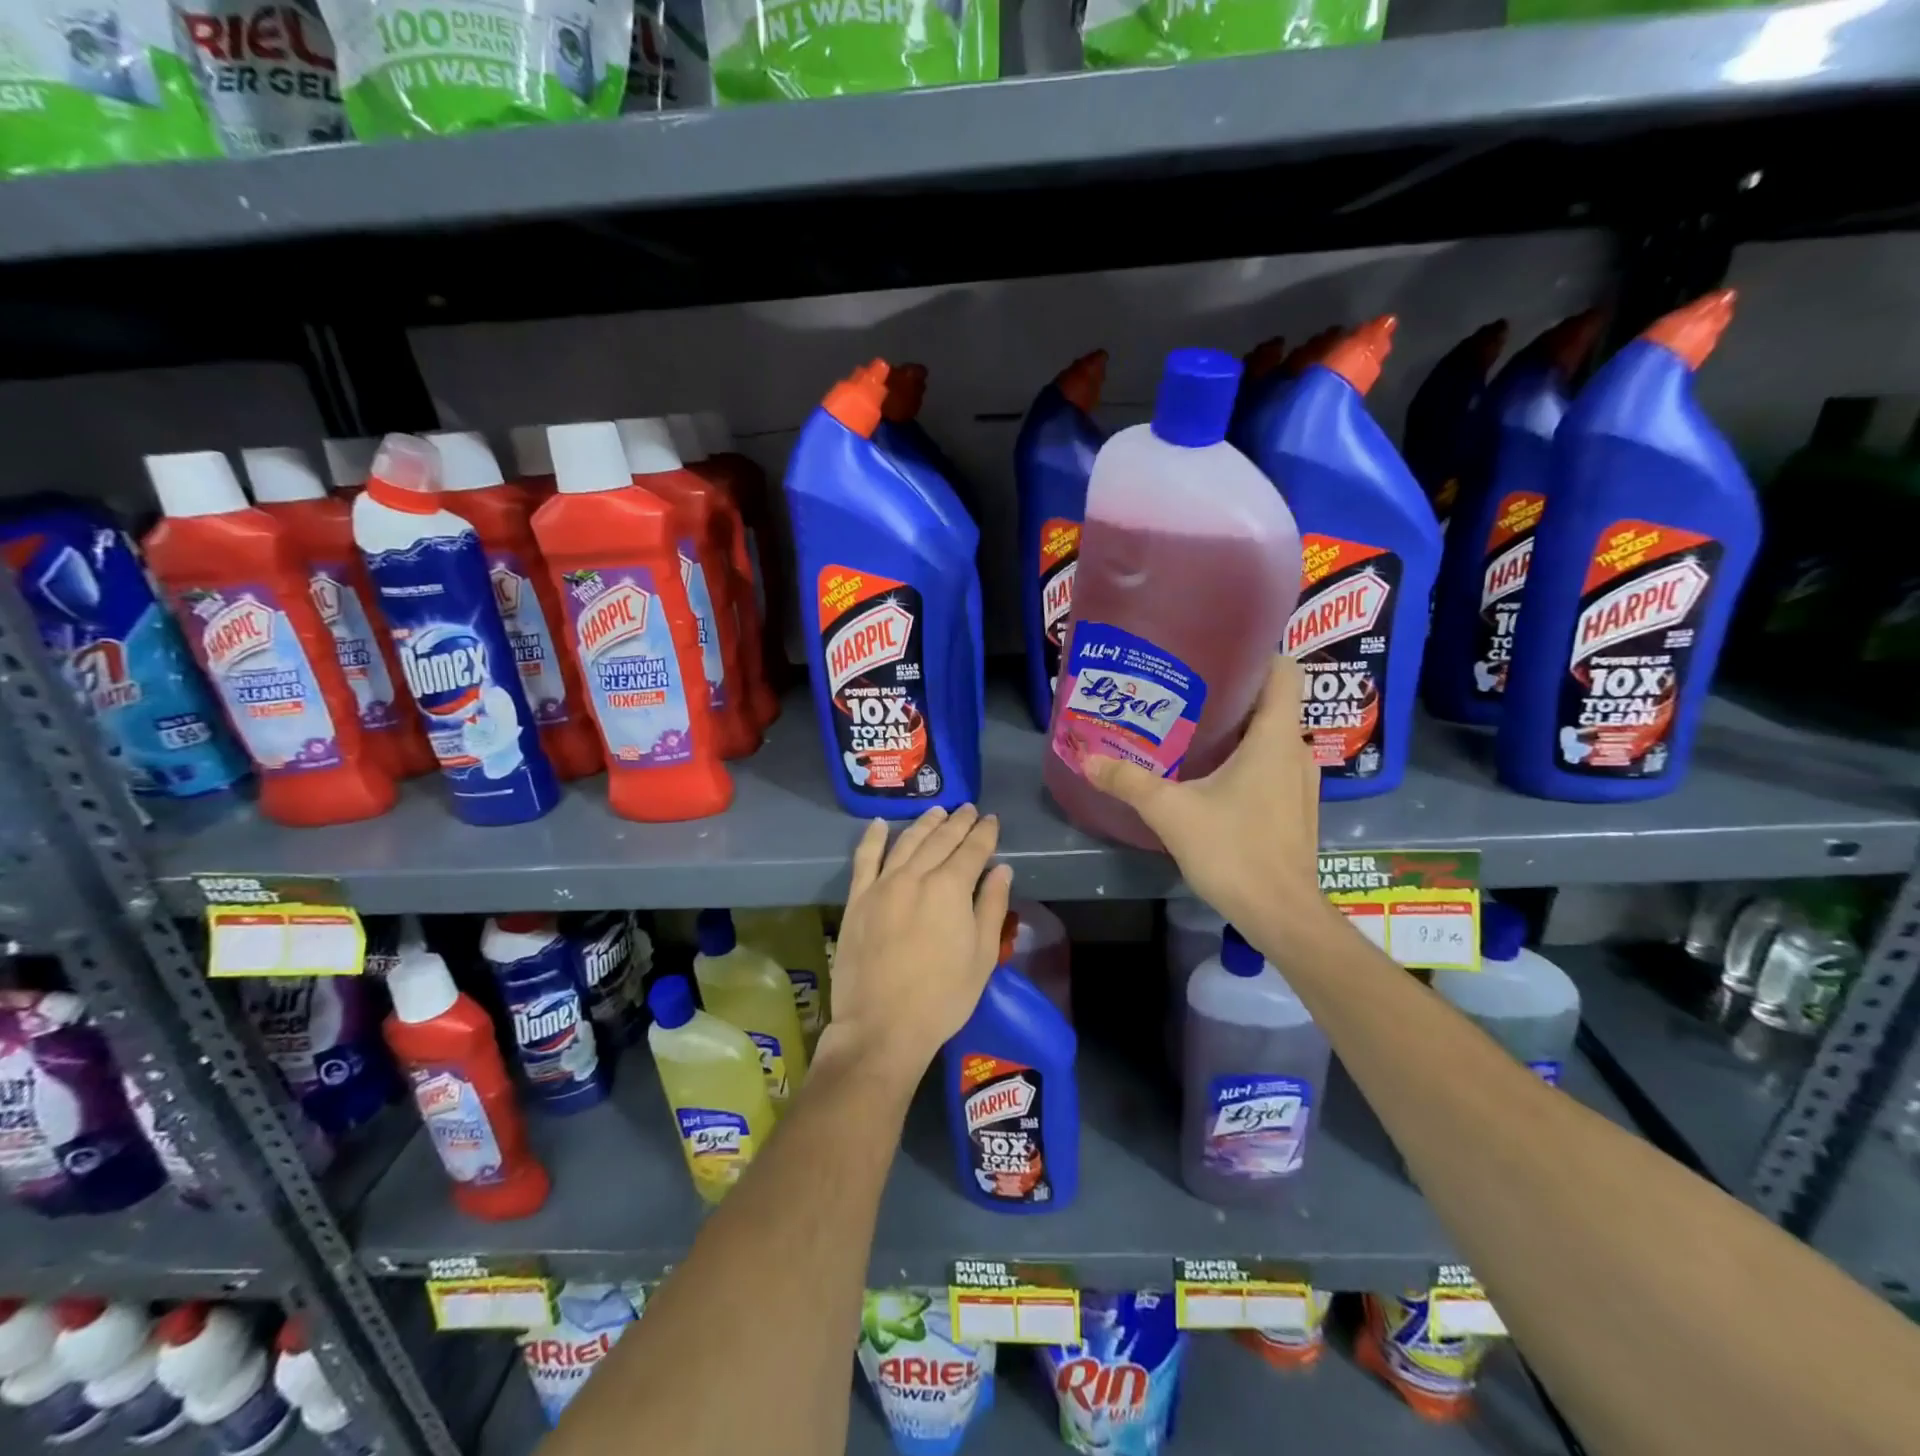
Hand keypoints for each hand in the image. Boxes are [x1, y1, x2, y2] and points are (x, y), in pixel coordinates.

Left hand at [819, 806, 1013, 1091]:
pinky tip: (882, 824)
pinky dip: (874, 838)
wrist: (882, 1027)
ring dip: (924, 824)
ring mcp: (882, 885)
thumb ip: (992, 906)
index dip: (985, 833)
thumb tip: (1002, 870)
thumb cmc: (942, 997)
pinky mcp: (857, 899)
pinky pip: (865, 859)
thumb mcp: (982, 956)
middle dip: (958, 822)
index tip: (992, 820)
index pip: (972, 850)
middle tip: (968, 809)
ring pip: (906, 842)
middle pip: (940, 840)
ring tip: (938, 811)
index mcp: (950, 888)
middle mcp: (916, 876)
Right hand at [1084, 654, 1323, 931]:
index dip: (1258, 654)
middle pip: (1272, 704)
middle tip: (1185, 692)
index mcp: (1275, 738)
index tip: (1217, 653)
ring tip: (1192, 730)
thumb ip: (1128, 782)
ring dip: (1239, 730)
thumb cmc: (1233, 851)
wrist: (1280, 914)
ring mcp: (1301, 783)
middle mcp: (1296, 752)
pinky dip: (1247, 759)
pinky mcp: (1296, 808)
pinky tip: (1212, 775)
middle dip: (1232, 694)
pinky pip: (1273, 765)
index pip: (1284, 672)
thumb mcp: (1171, 812)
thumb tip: (1087, 757)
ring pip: (1272, 737)